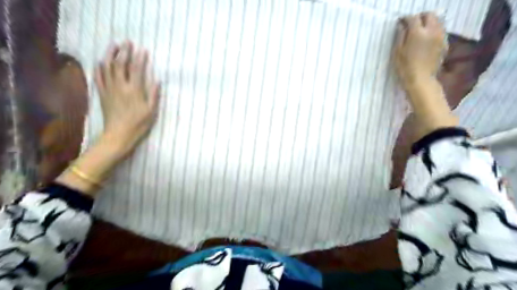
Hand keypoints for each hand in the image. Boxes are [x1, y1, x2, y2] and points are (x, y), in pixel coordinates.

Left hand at [94, 41, 159, 155]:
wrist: (118, 135)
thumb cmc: (138, 124)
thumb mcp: (151, 111)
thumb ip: (154, 95)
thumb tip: (157, 80)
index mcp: (134, 90)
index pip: (136, 69)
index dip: (140, 58)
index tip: (143, 50)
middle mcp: (119, 86)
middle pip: (120, 64)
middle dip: (124, 51)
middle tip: (127, 42)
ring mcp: (109, 89)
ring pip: (107, 67)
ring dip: (110, 54)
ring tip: (113, 46)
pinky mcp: (102, 94)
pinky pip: (98, 77)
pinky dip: (99, 67)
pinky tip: (101, 61)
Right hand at [397, 13, 444, 88]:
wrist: (421, 80)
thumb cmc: (405, 67)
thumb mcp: (397, 52)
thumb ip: (400, 36)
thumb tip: (401, 26)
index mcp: (417, 33)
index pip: (412, 18)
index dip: (405, 19)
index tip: (400, 23)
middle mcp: (432, 31)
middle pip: (429, 15)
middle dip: (420, 17)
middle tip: (412, 24)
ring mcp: (440, 37)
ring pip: (437, 21)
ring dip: (429, 23)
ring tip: (420, 31)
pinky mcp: (444, 43)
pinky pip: (440, 31)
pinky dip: (434, 31)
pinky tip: (427, 39)